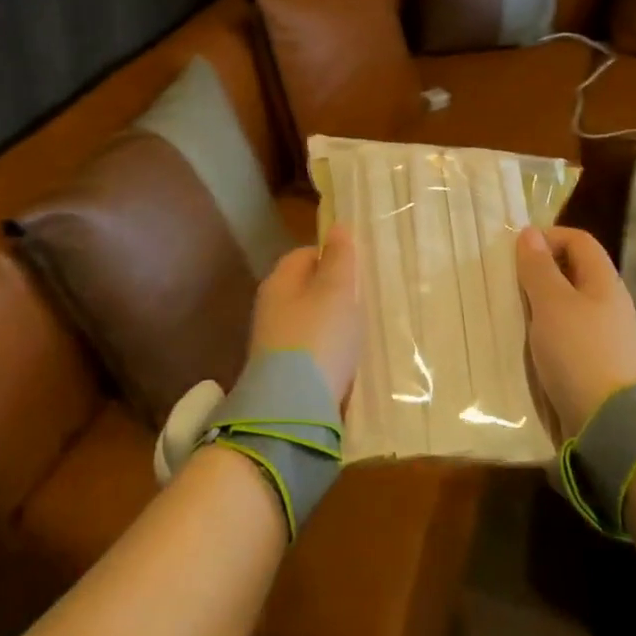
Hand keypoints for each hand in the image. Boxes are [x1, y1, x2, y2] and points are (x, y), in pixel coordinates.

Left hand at [249, 225, 361, 404]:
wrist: (292, 408)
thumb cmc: (318, 337)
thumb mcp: (337, 291)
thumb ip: (339, 258)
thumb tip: (337, 227)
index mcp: (280, 281)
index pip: (304, 254)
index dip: (332, 255)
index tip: (359, 267)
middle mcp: (270, 308)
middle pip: (305, 288)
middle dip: (333, 291)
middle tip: (365, 298)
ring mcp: (273, 343)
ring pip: (308, 320)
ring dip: (331, 322)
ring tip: (361, 329)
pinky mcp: (282, 373)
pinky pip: (309, 350)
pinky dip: (327, 350)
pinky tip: (346, 359)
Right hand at [516, 225, 635, 438]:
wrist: (611, 425)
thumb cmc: (579, 353)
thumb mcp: (552, 304)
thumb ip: (539, 268)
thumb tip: (529, 233)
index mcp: (604, 281)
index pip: (578, 240)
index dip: (548, 238)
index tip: (516, 255)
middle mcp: (608, 302)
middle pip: (573, 271)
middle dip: (539, 272)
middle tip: (508, 285)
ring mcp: (604, 335)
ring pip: (567, 304)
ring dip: (539, 304)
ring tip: (511, 314)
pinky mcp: (595, 363)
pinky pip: (567, 334)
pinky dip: (546, 331)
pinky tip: (527, 344)